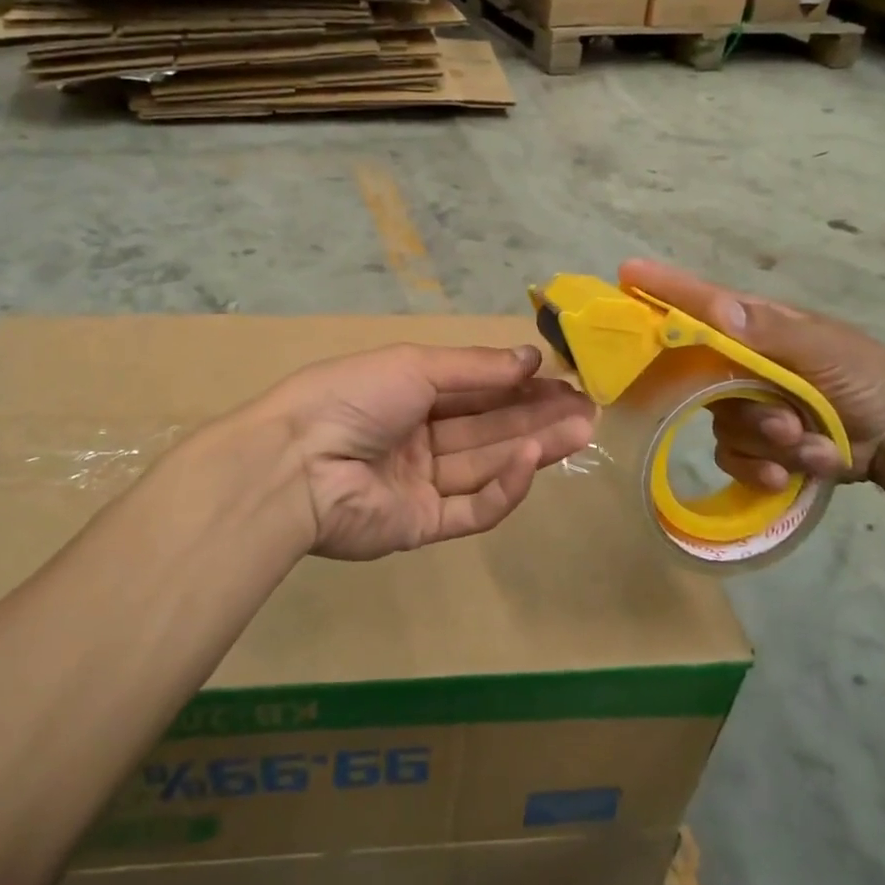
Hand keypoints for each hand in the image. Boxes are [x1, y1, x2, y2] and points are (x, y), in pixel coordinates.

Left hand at [262, 344, 596, 561]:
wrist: (297, 462)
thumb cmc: (354, 396)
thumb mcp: (415, 365)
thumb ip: (475, 367)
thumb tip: (529, 358)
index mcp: (409, 395)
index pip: (476, 391)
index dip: (519, 386)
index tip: (563, 381)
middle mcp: (417, 438)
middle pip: (488, 428)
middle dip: (537, 417)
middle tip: (587, 409)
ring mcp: (420, 484)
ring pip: (487, 464)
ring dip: (534, 447)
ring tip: (580, 430)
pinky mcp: (421, 526)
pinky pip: (471, 509)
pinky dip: (504, 487)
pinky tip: (533, 463)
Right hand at [620, 259, 884, 489]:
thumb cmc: (868, 378)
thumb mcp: (824, 349)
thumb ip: (769, 331)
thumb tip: (716, 308)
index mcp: (757, 328)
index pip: (701, 304)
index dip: (664, 290)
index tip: (627, 272)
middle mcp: (744, 364)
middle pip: (704, 381)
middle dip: (748, 408)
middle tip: (784, 422)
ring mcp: (750, 407)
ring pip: (723, 426)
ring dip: (768, 443)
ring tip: (810, 445)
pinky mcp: (759, 447)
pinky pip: (734, 458)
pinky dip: (767, 469)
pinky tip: (798, 470)